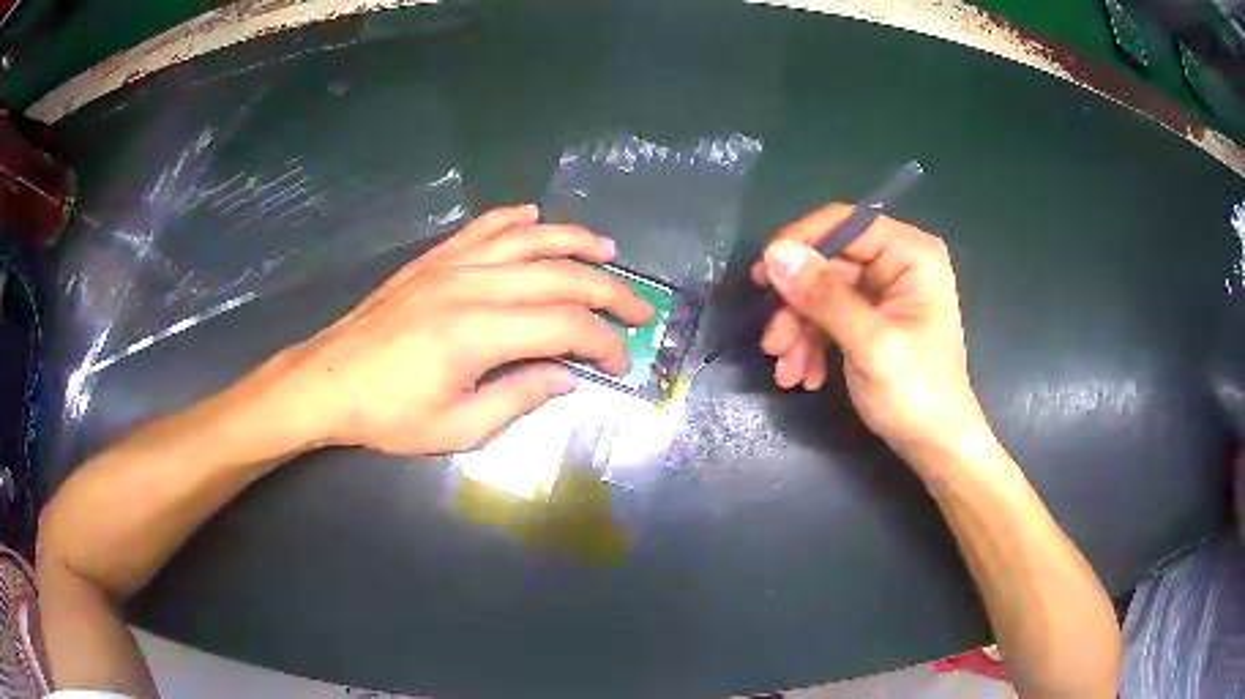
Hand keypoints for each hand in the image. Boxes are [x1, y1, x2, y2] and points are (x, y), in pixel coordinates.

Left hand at [270, 204, 653, 454]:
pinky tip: (534, 216)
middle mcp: (472, 285)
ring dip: (574, 241)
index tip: (622, 361)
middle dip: (609, 291)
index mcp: (478, 332)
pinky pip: (482, 227)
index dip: (604, 342)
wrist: (327, 380)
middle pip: (559, 275)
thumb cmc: (388, 414)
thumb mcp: (457, 427)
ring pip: (527, 240)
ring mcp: (450, 264)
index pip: (565, 326)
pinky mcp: (432, 259)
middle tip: (640, 308)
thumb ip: (518, 397)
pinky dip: (513, 219)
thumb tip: (568, 377)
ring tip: (609, 249)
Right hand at [751, 203, 990, 467]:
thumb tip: (775, 254)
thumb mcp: (869, 344)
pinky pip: (830, 316)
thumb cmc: (916, 395)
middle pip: (828, 263)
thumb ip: (825, 296)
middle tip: (772, 343)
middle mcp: (898, 263)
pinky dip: (812, 343)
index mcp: (911, 255)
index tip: (763, 277)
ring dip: (799, 331)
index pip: (844, 224)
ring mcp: (885, 292)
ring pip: (823, 293)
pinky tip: (804, 375)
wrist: (936, 447)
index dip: (800, 244)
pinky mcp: (873, 317)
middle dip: (797, 306)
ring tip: (785, 370)